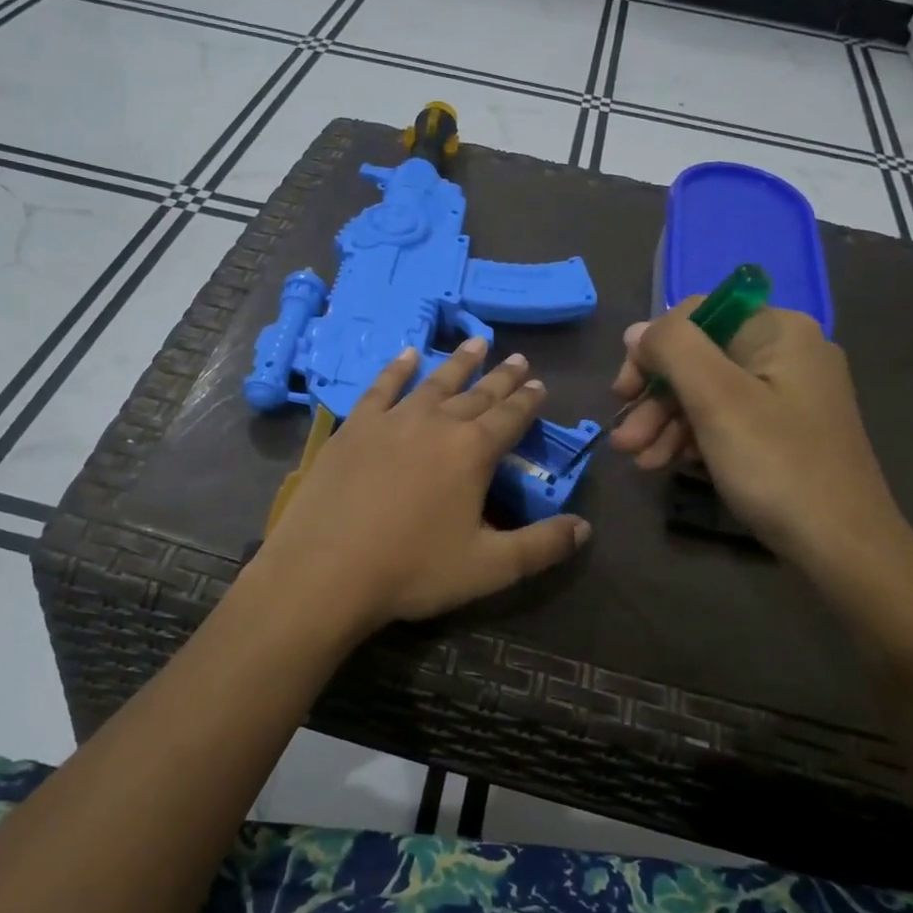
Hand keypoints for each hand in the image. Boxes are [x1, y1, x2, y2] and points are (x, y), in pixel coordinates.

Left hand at [250, 336, 590, 636]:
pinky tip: (408, 354)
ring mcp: (393, 420)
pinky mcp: (355, 427)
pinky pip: (382, 388)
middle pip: (478, 394)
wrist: (326, 569)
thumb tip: (586, 528)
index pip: (511, 417)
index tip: (539, 384)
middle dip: (502, 377)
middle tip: (519, 359)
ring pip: (435, 382)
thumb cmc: (413, 569)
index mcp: (473, 451)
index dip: (528, 401)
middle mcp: (437, 423)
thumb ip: (542, 546)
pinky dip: (397, 369)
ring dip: (459, 362)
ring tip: (477, 342)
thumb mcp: (489, 567)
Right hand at [610, 301, 908, 581]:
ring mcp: (787, 393)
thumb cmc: (777, 465)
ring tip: (638, 460)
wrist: (843, 547)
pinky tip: (666, 464)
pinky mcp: (783, 429)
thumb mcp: (717, 400)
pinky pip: (726, 418)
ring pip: (707, 393)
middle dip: (655, 399)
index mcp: (778, 331)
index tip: (623, 393)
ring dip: (665, 423)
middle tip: (624, 441)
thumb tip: (637, 330)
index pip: (694, 316)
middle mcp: (785, 352)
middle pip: (698, 358)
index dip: (651, 350)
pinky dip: (692, 438)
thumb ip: (673, 350)